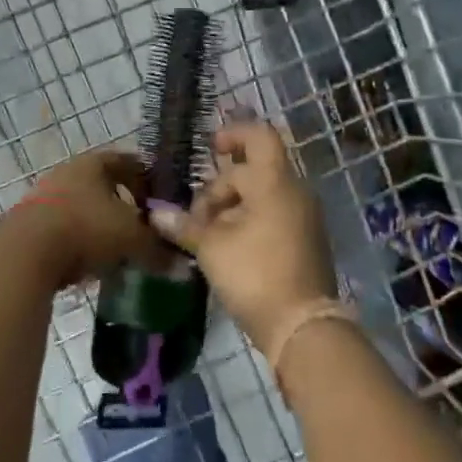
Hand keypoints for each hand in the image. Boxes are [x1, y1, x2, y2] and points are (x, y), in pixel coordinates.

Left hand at [8, 150, 161, 287]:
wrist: (23, 254)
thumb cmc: (85, 229)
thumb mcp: (131, 239)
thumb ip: (157, 249)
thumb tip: (180, 263)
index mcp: (94, 163)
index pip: (128, 162)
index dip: (147, 180)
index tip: (160, 201)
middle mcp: (68, 172)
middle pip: (103, 185)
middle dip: (123, 205)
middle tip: (141, 227)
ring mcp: (44, 196)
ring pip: (82, 207)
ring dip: (99, 225)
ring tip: (116, 250)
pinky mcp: (28, 224)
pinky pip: (63, 229)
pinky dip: (78, 242)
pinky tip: (88, 264)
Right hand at [147, 120, 336, 350]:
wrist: (303, 327)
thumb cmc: (255, 274)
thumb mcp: (212, 248)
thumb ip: (185, 225)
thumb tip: (156, 214)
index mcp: (275, 181)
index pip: (259, 136)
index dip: (233, 134)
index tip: (209, 150)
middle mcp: (295, 191)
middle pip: (253, 171)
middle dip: (220, 188)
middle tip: (195, 218)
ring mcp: (304, 217)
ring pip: (261, 195)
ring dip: (231, 208)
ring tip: (206, 236)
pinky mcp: (305, 241)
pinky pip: (273, 215)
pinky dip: (248, 221)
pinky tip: (226, 249)